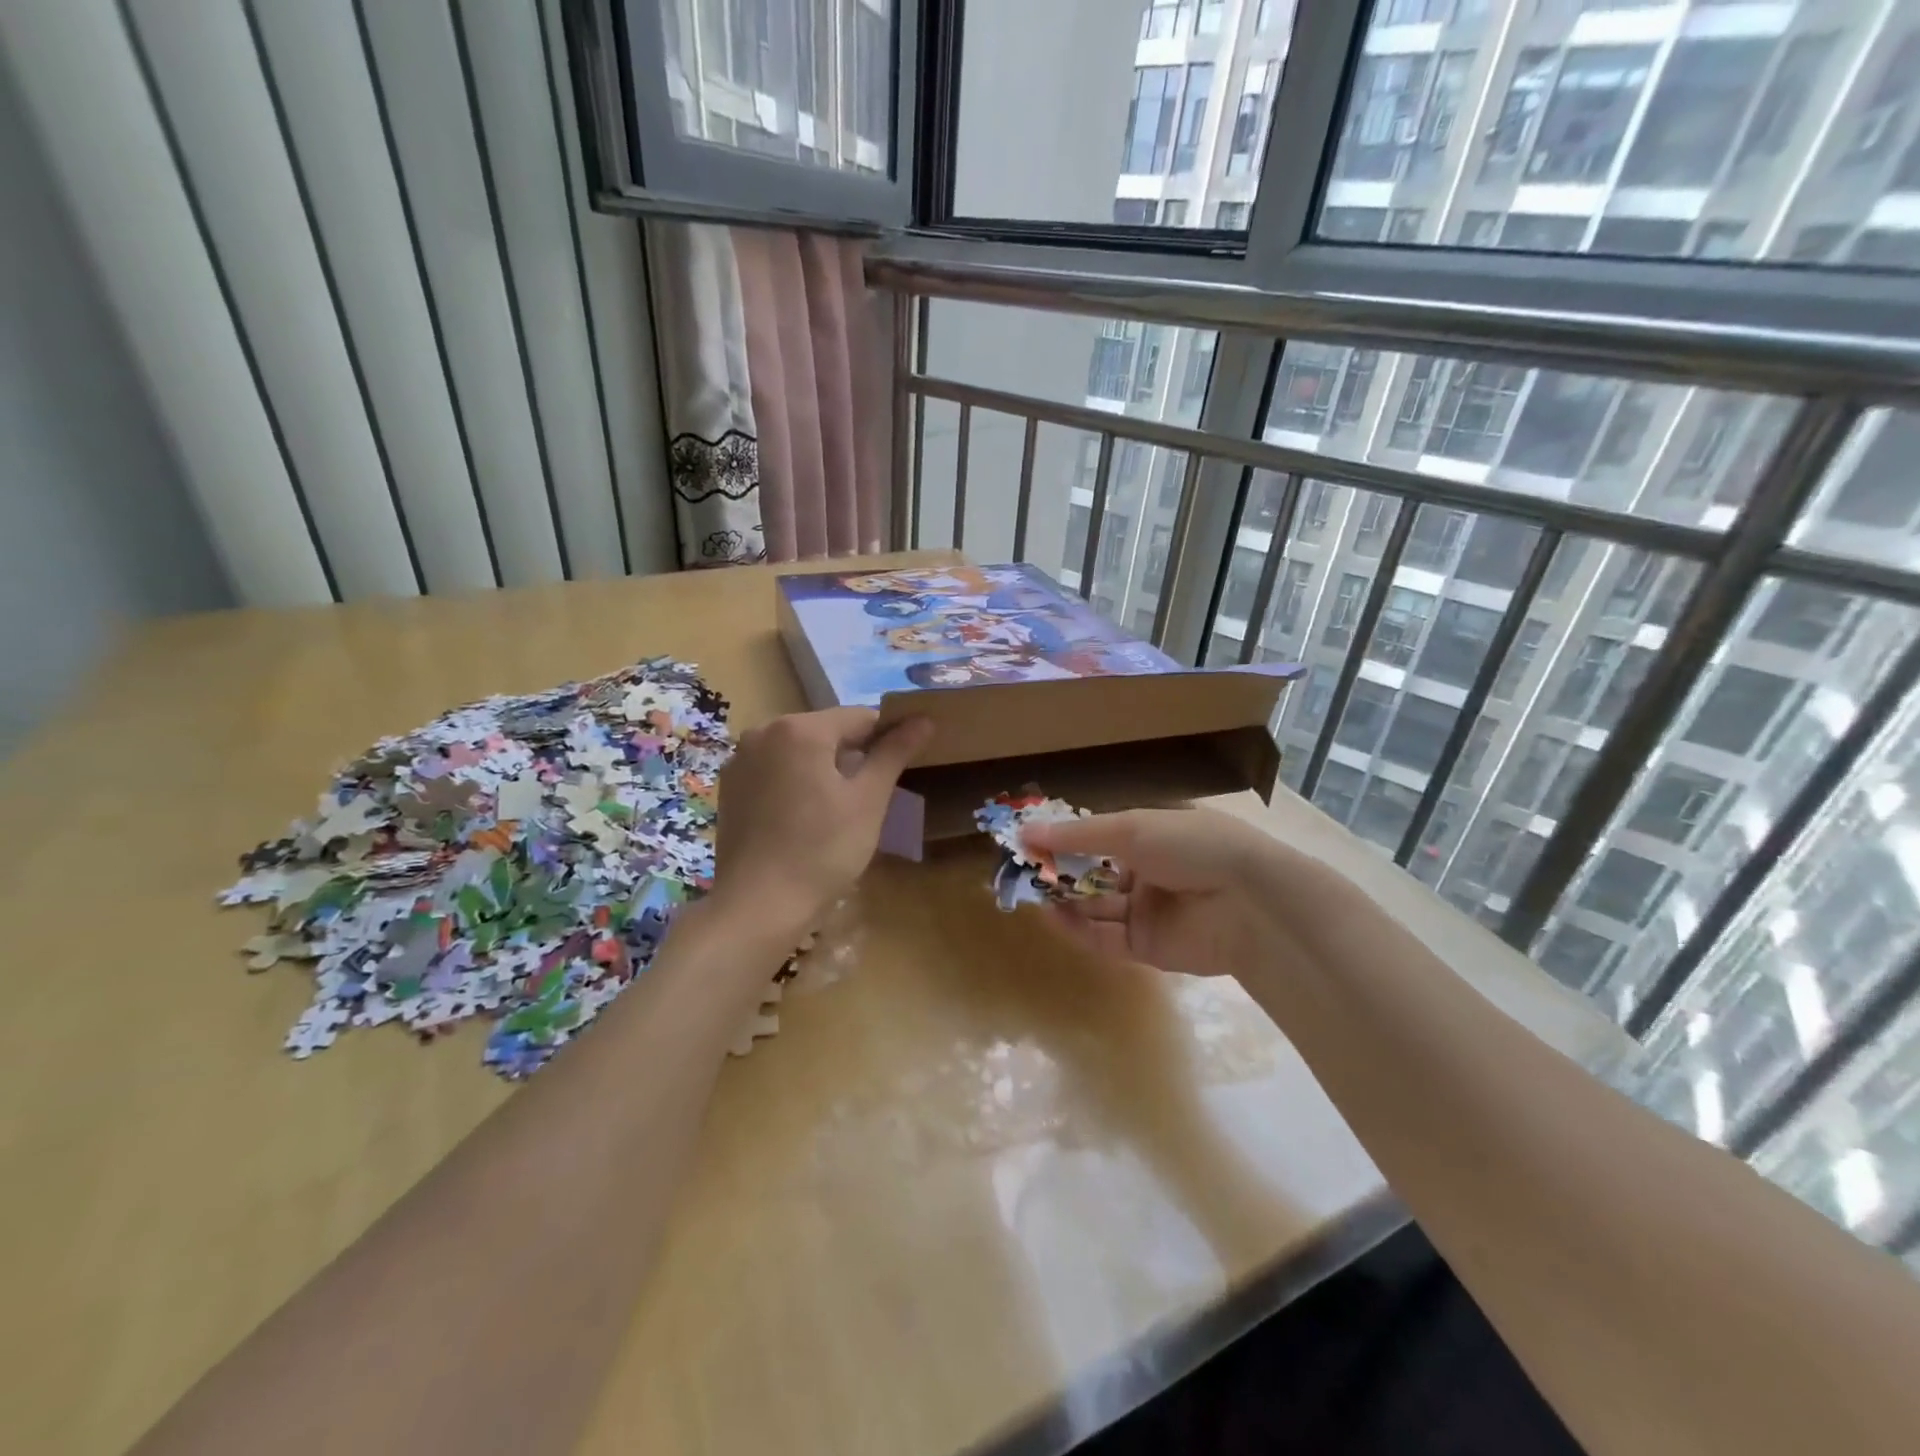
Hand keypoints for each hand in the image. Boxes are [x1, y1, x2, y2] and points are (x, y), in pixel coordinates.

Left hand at [712, 707, 933, 934]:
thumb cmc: (822, 851)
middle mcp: (763, 732)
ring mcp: (741, 760)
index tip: (903, 766)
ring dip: (824, 768)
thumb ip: (894, 753)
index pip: (860, 717)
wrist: (758, 906)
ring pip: (799, 751)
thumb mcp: (869, 801)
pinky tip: (805, 817)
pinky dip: (795, 782)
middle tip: (872, 796)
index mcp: (800, 729)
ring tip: (839, 809)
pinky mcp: (730, 787)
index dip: (888, 737)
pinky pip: (775, 770)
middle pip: (826, 731)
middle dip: (853, 754)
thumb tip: (924, 719)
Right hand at [1020, 807, 1291, 978]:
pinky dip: (1078, 927)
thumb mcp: (1130, 829)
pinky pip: (1105, 937)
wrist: (1250, 904)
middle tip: (1023, 869)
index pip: (1100, 835)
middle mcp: (1149, 871)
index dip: (1067, 837)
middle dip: (1061, 870)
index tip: (1030, 838)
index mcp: (1152, 835)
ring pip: (1096, 905)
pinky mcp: (1148, 947)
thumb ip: (1076, 835)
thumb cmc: (1191, 847)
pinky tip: (1052, 915)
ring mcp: (1149, 910)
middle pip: (1094, 872)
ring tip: (1031, 892)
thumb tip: (1025, 831)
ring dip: (1065, 899)